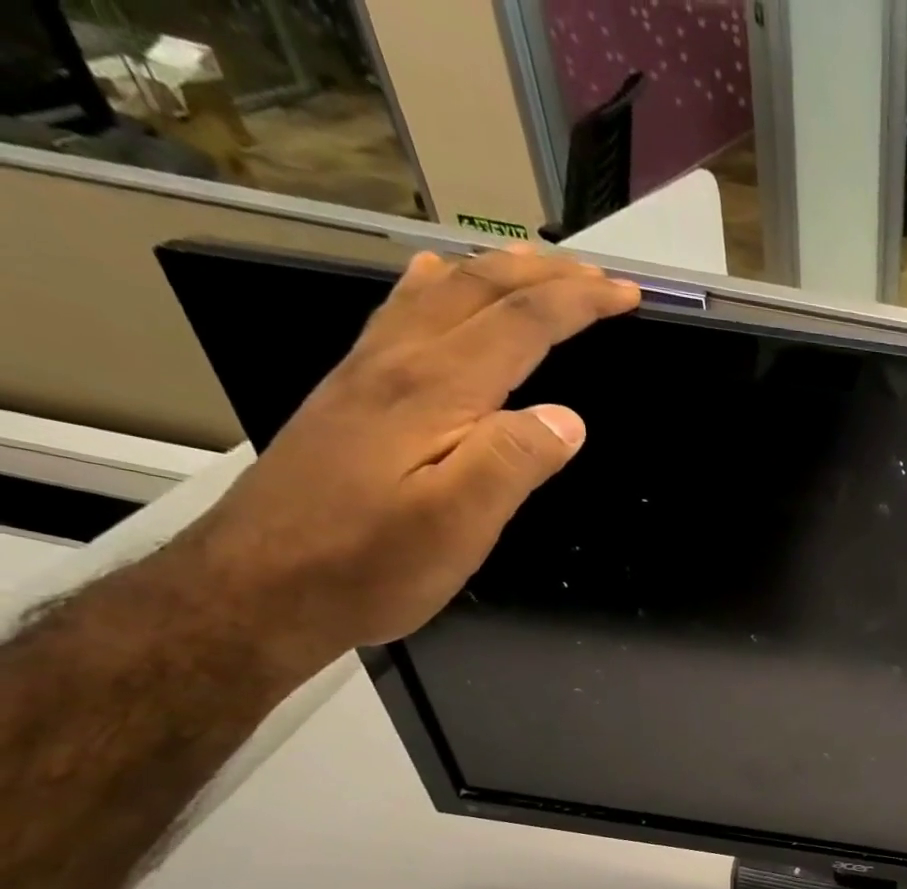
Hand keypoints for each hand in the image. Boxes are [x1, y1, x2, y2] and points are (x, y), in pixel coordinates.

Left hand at [181, 245, 640, 677]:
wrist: (260, 585)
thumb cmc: (369, 564)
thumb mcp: (456, 525)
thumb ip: (511, 463)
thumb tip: (567, 418)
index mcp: (433, 392)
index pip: (519, 325)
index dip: (577, 304)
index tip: (626, 294)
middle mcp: (397, 365)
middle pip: (478, 293)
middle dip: (547, 276)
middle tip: (600, 277)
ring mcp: (367, 375)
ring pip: (438, 295)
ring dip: (496, 272)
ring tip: (538, 265)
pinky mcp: (353, 396)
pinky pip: (401, 315)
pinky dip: (437, 286)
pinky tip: (438, 281)